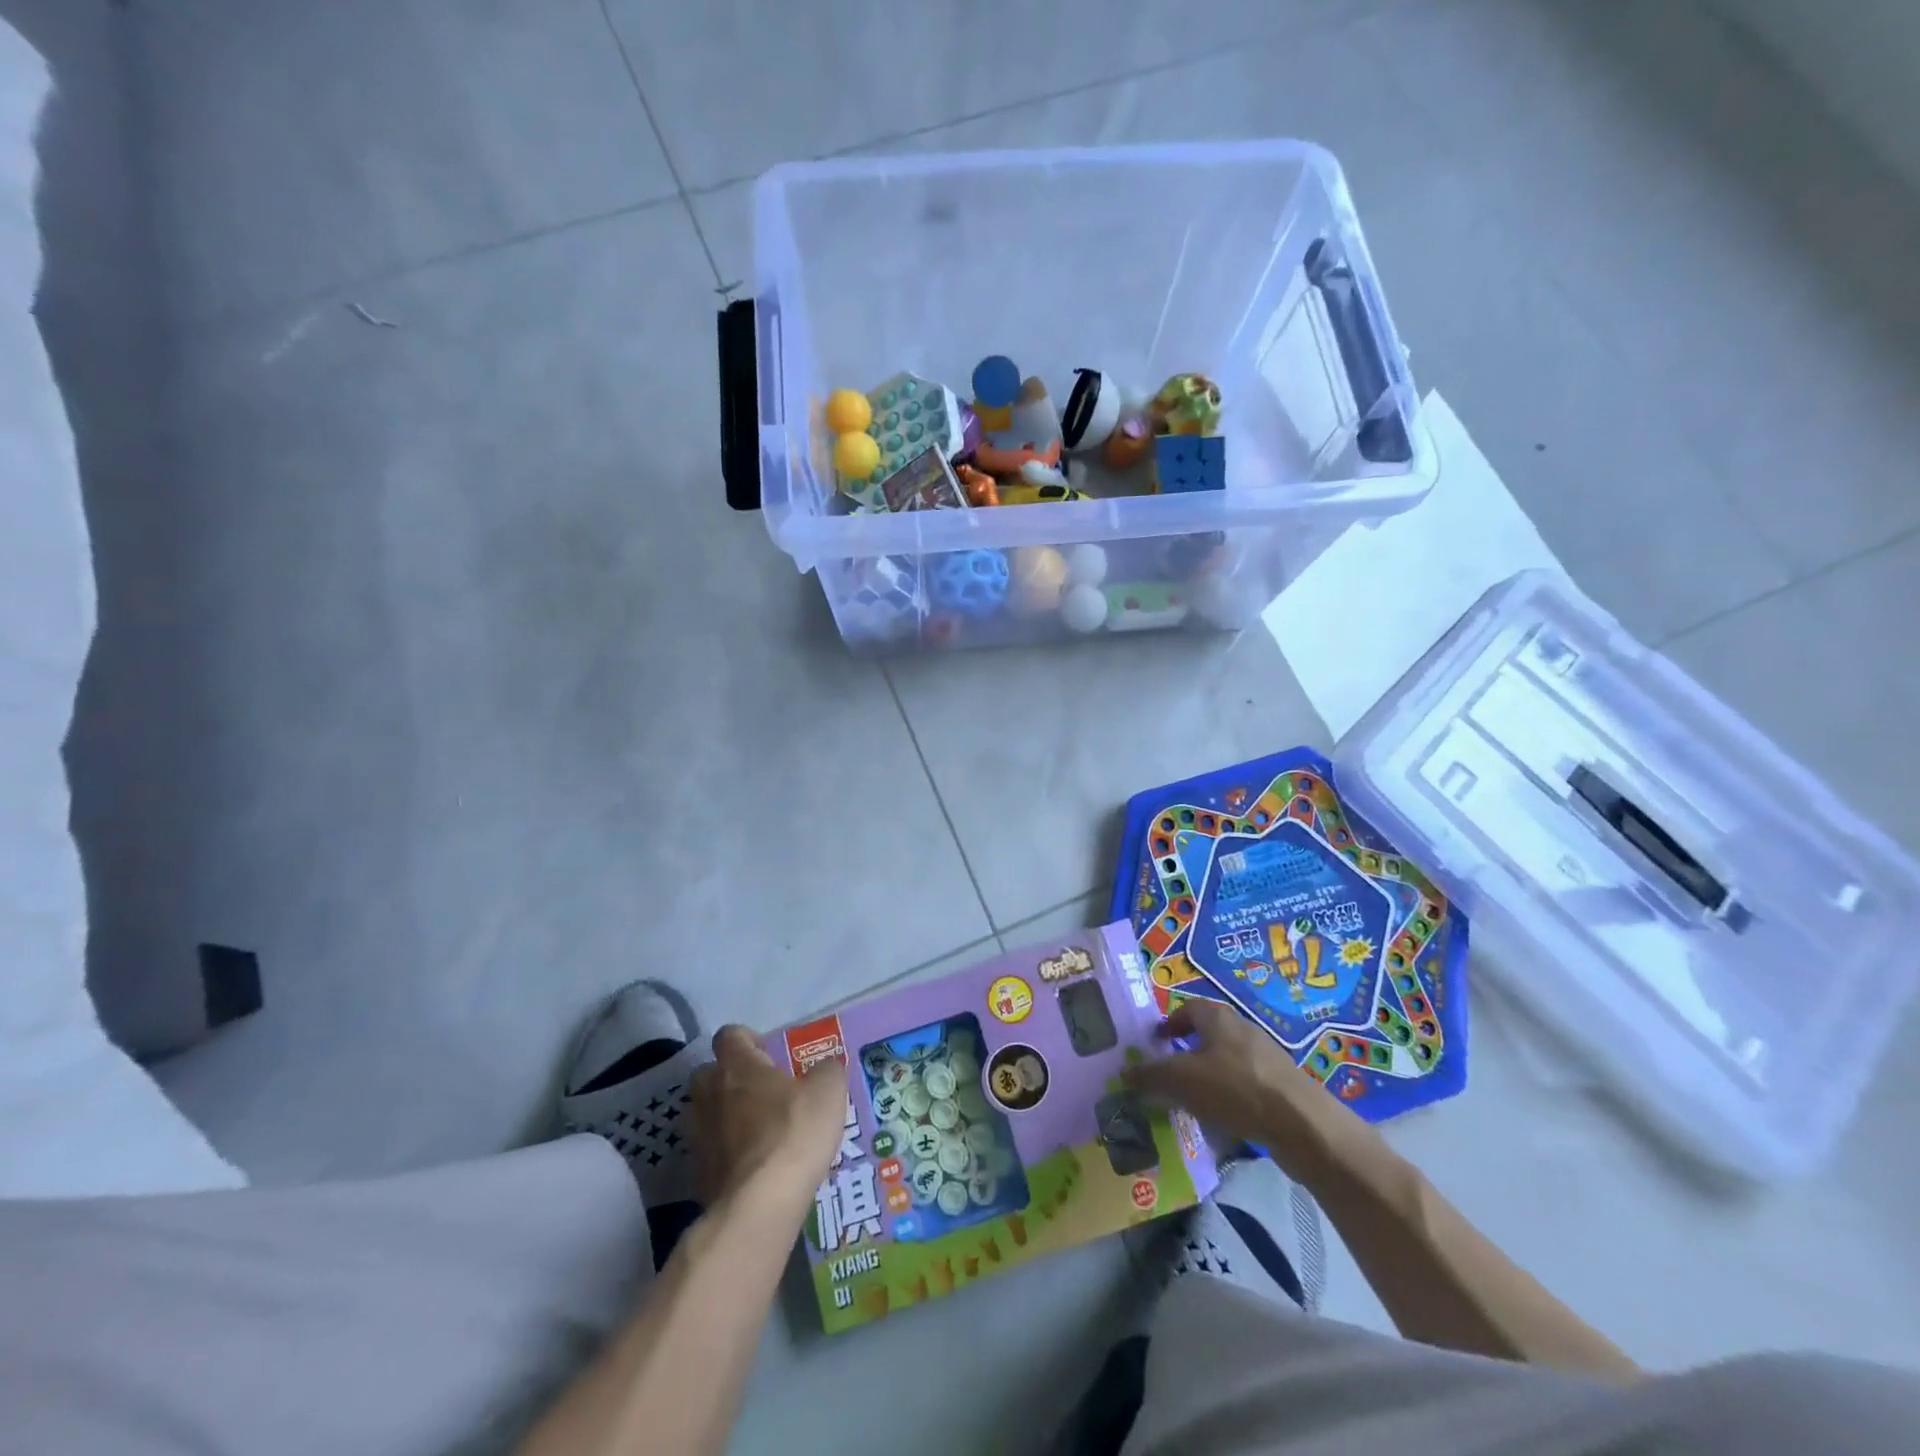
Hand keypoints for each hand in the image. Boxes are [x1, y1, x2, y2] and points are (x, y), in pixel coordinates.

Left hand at [689, 1026, 846, 1208]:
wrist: (758, 1206)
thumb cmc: (793, 1134)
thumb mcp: (828, 1091)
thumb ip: (828, 1071)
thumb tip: (827, 1067)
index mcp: (738, 1067)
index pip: (729, 1036)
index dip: (747, 1039)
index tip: (768, 1053)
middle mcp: (710, 1096)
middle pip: (708, 1073)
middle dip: (729, 1077)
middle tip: (761, 1090)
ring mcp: (699, 1137)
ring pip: (704, 1114)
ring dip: (723, 1116)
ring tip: (756, 1130)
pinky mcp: (698, 1176)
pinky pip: (709, 1153)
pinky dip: (725, 1154)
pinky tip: (752, 1167)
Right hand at [1123, 1000, 1380, 1184]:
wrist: (1303, 1125)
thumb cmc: (1236, 1089)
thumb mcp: (1182, 1080)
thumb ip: (1151, 1076)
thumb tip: (1125, 1074)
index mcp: (1218, 1018)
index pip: (1187, 1009)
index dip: (1169, 1024)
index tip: (1155, 1044)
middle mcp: (1242, 1030)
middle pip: (1207, 1035)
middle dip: (1186, 1054)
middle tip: (1168, 1077)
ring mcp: (1265, 1058)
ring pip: (1226, 1062)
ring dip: (1207, 1078)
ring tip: (1191, 1103)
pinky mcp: (1281, 1086)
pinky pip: (1245, 1086)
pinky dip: (1230, 1098)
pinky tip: (1223, 1121)